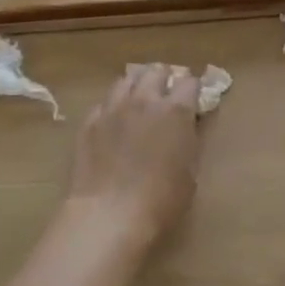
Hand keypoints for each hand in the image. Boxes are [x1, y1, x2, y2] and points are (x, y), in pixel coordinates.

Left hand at [65, 63, 201, 243]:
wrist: (109, 214)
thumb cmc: (161, 200)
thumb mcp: (189, 171)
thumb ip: (188, 141)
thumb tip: (185, 129)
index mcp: (176, 111)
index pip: (190, 82)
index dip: (193, 87)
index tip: (194, 97)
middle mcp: (145, 100)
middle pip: (156, 71)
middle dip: (165, 79)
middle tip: (167, 94)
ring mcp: (114, 108)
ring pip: (127, 79)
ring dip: (137, 84)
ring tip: (139, 99)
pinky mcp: (90, 122)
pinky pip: (104, 102)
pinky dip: (114, 106)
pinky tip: (114, 121)